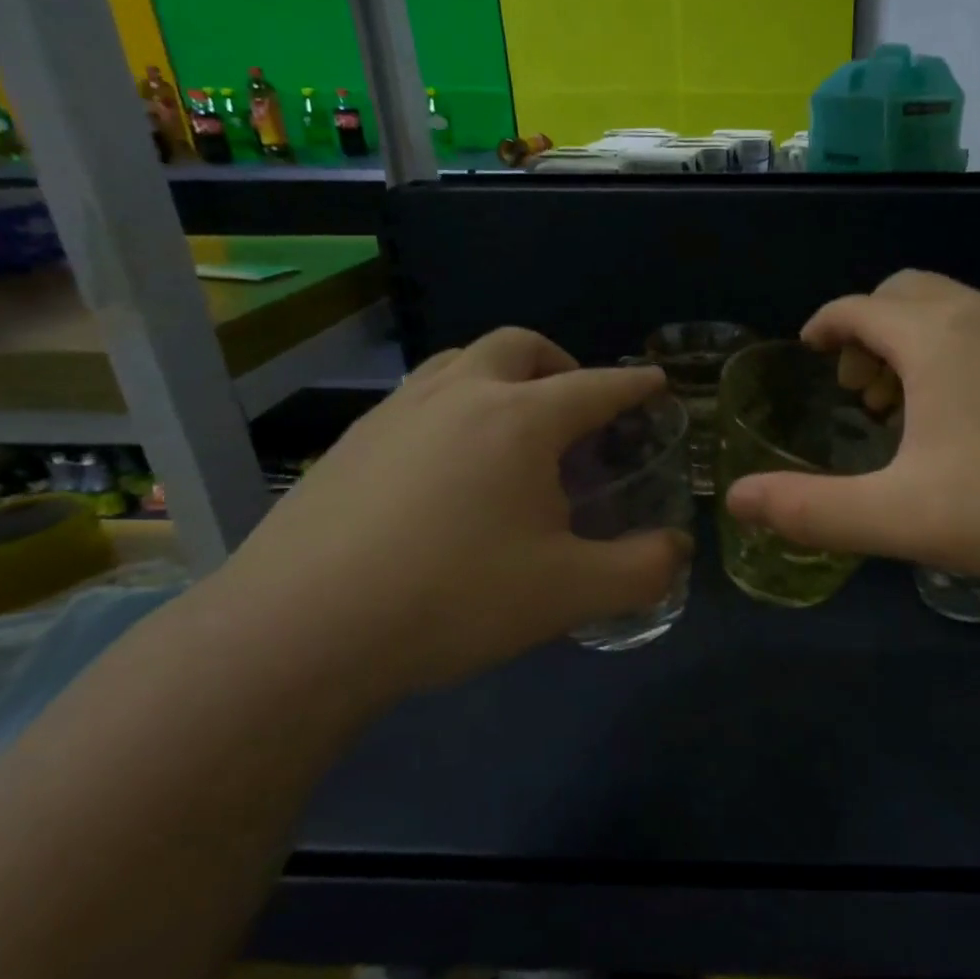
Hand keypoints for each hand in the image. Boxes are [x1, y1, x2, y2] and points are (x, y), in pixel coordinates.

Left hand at [204, 328, 683, 709]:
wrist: (302, 631)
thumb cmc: (454, 600)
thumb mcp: (571, 593)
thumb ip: (642, 569)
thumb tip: (677, 550)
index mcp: (519, 420)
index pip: (595, 386)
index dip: (633, 384)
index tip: (655, 383)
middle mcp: (458, 395)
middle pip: (519, 346)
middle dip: (562, 363)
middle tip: (579, 407)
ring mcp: (396, 413)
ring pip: (460, 362)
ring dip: (502, 377)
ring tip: (516, 429)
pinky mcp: (351, 443)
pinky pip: (419, 399)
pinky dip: (455, 407)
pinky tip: (450, 468)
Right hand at [724, 271, 979, 594]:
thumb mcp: (896, 516)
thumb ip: (810, 509)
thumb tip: (736, 501)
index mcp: (936, 338)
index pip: (859, 307)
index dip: (825, 325)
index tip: (808, 349)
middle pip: (907, 292)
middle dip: (869, 329)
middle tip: (859, 390)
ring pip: (953, 313)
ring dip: (913, 345)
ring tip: (905, 410)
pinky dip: (956, 358)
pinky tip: (967, 424)